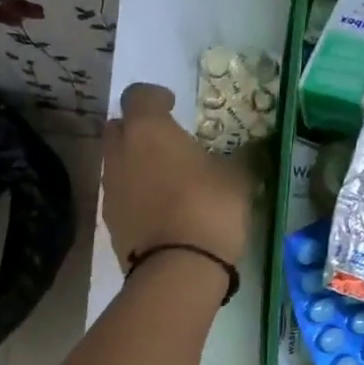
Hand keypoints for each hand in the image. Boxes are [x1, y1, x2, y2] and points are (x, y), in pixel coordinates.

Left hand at [103, 83, 250, 268]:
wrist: (178, 268)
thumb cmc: (209, 208)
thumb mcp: (238, 178)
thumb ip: (240, 158)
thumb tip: (253, 150)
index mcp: (147, 129)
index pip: (138, 95)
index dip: (154, 98)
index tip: (171, 106)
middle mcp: (119, 153)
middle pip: (118, 128)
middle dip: (137, 129)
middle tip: (164, 142)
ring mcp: (110, 189)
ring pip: (116, 163)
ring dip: (134, 164)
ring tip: (163, 180)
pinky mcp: (110, 222)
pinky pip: (120, 196)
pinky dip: (134, 195)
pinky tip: (158, 210)